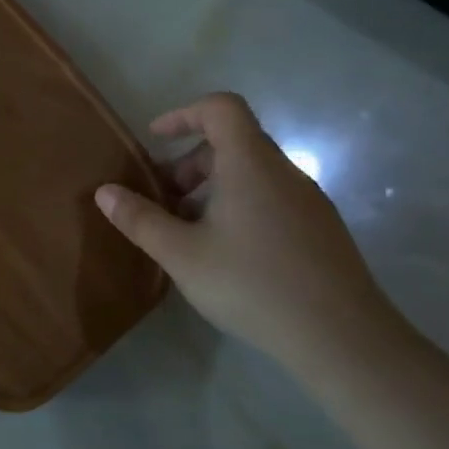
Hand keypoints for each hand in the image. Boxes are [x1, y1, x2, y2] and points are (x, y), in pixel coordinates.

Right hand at [96, 93, 395, 361]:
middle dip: (190, 163)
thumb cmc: (253, 285)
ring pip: (253, 174)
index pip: (221, 108)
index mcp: (250, 164)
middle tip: (163, 200)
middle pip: (234, 143)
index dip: (184, 114)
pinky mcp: (322, 231)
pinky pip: (272, 199)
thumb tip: (105, 191)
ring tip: (189, 232)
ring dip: (213, 189)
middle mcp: (284, 172)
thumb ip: (140, 219)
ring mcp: (309, 202)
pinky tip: (227, 254)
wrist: (344, 339)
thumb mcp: (181, 254)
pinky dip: (240, 207)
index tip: (156, 139)